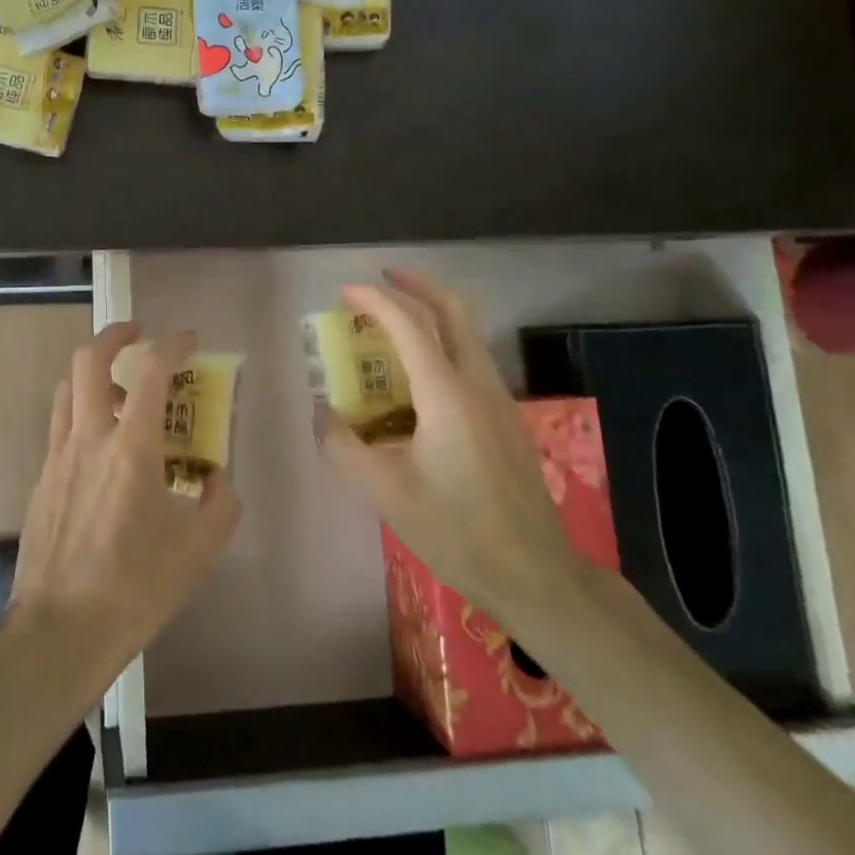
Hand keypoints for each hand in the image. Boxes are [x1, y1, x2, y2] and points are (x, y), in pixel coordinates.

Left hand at [9, 322, 241, 686]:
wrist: (58, 632)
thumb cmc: (134, 589)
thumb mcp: (198, 552)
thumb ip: (219, 505)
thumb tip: (216, 480)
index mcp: (130, 448)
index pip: (150, 371)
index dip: (172, 345)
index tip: (188, 339)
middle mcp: (88, 438)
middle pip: (87, 360)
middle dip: (114, 335)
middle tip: (138, 335)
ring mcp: (57, 458)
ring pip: (67, 390)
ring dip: (93, 374)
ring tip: (121, 390)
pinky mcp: (41, 481)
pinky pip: (60, 428)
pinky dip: (82, 416)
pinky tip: (101, 451)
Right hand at [317, 269, 582, 622]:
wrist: (535, 575)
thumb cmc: (456, 531)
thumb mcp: (385, 493)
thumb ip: (343, 445)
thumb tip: (319, 410)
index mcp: (447, 395)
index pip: (410, 326)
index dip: (376, 300)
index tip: (345, 290)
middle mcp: (478, 385)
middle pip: (454, 312)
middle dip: (418, 285)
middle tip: (383, 278)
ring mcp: (499, 402)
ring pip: (467, 335)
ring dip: (432, 315)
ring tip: (392, 325)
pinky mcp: (507, 421)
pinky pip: (471, 363)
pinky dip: (442, 347)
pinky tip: (418, 380)